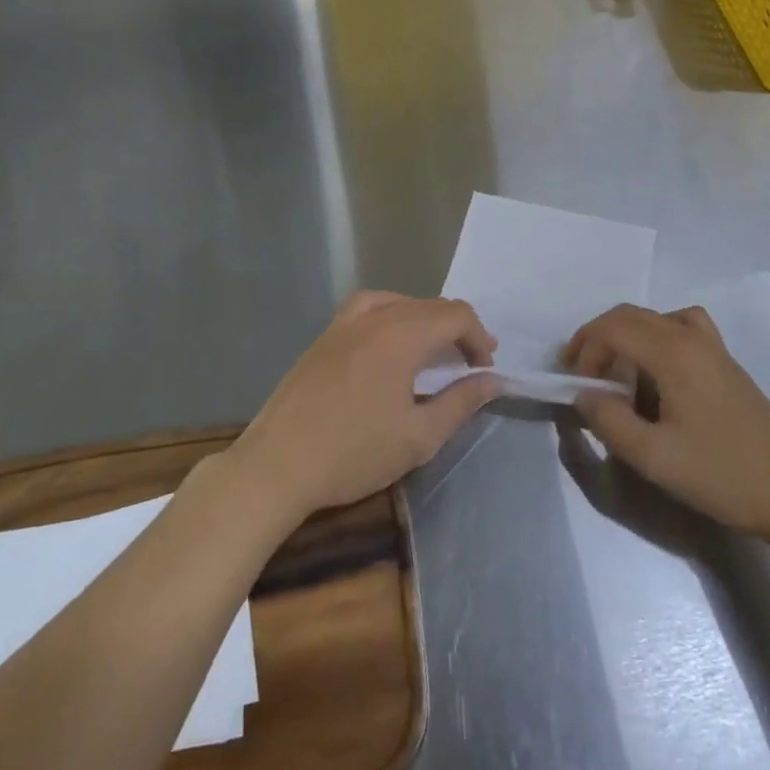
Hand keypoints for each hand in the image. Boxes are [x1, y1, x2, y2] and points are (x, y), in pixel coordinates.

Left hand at [229, 292, 500, 524]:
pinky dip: (393, 315)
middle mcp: (374, 317)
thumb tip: (492, 381)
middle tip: (471, 363)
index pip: (456, 316)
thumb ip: (461, 403)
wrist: (276, 466)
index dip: (479, 338)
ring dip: (426, 320)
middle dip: (458, 329)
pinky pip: (370, 307)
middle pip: (430, 306)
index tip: (486, 369)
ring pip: (400, 302)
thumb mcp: (419, 437)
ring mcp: (344, 323)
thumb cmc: (353, 454)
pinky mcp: (324, 336)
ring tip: (436, 348)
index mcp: (401, 336)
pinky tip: (391, 340)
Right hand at [567, 304, 769, 540]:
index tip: (576, 386)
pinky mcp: (725, 362)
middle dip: (598, 338)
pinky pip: (681, 327)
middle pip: (631, 315)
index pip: (613, 328)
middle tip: (581, 374)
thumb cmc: (720, 475)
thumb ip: (609, 422)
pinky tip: (657, 371)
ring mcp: (713, 347)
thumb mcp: (654, 458)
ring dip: (626, 335)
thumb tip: (584, 395)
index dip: (585, 350)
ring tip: (615, 371)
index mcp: (674, 353)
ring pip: (655, 318)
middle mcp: (692, 337)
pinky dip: (657, 336)